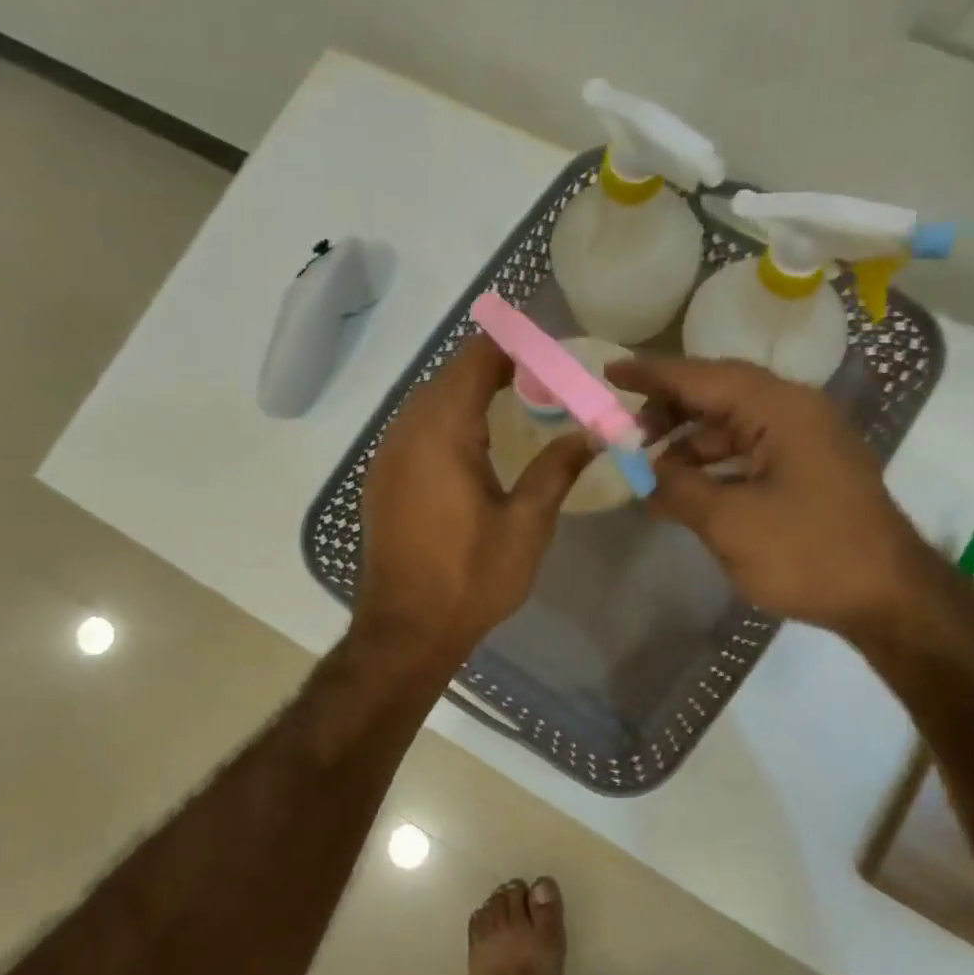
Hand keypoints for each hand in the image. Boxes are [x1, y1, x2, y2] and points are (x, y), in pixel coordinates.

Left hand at [356, 336, 593, 662]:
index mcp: (443, 432)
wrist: (405, 629)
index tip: (550, 351)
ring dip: (469, 390)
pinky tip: (474, 440)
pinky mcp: (382, 477)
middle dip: (495, 365)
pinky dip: (447, 416)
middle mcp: (407, 430)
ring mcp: (388, 454)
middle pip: (450, 374)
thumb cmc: (470, 577)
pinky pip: (416, 426)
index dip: (513, 345)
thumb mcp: (526, 525)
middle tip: (542, 377)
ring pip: (429, 399)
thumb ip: (557, 469)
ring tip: (515, 400)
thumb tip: (591, 434)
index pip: (476, 359)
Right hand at [610, 356, 930, 632]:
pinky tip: (684, 489)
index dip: (651, 375)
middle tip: (626, 434)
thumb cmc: (808, 553)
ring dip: (688, 443)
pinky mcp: (807, 468)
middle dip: (667, 410)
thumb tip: (645, 473)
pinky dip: (712, 464)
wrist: (888, 598)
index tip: (609, 373)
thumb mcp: (729, 523)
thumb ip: (678, 487)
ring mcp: (805, 440)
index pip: (702, 377)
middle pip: (717, 394)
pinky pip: (748, 451)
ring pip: (731, 425)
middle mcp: (794, 411)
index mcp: (779, 409)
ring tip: (649, 469)